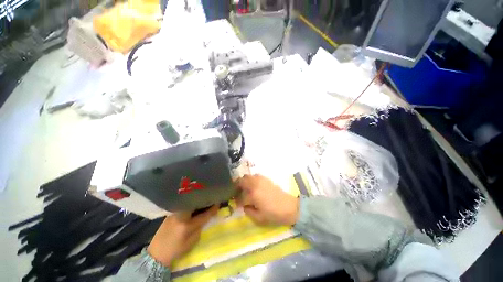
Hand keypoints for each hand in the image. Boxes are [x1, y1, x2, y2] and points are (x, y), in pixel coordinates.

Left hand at [147, 206, 217, 266]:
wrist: (156, 253)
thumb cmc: (176, 250)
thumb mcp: (191, 242)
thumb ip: (199, 228)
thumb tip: (205, 217)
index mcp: (186, 226)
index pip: (203, 216)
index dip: (212, 210)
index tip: (218, 203)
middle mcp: (180, 216)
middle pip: (195, 204)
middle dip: (204, 201)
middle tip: (211, 198)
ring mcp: (174, 213)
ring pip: (189, 204)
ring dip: (197, 201)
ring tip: (203, 200)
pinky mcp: (170, 213)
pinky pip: (183, 206)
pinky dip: (190, 204)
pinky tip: (193, 205)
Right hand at [236, 174, 298, 225]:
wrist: (289, 207)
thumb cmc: (274, 214)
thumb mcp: (259, 218)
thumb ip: (248, 211)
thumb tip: (244, 205)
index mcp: (253, 195)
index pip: (240, 197)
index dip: (237, 202)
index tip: (237, 204)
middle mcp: (255, 184)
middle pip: (241, 180)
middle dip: (237, 186)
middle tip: (237, 193)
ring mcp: (261, 180)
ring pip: (247, 176)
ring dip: (244, 182)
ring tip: (244, 189)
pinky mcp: (266, 178)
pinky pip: (254, 176)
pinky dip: (251, 180)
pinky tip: (253, 186)